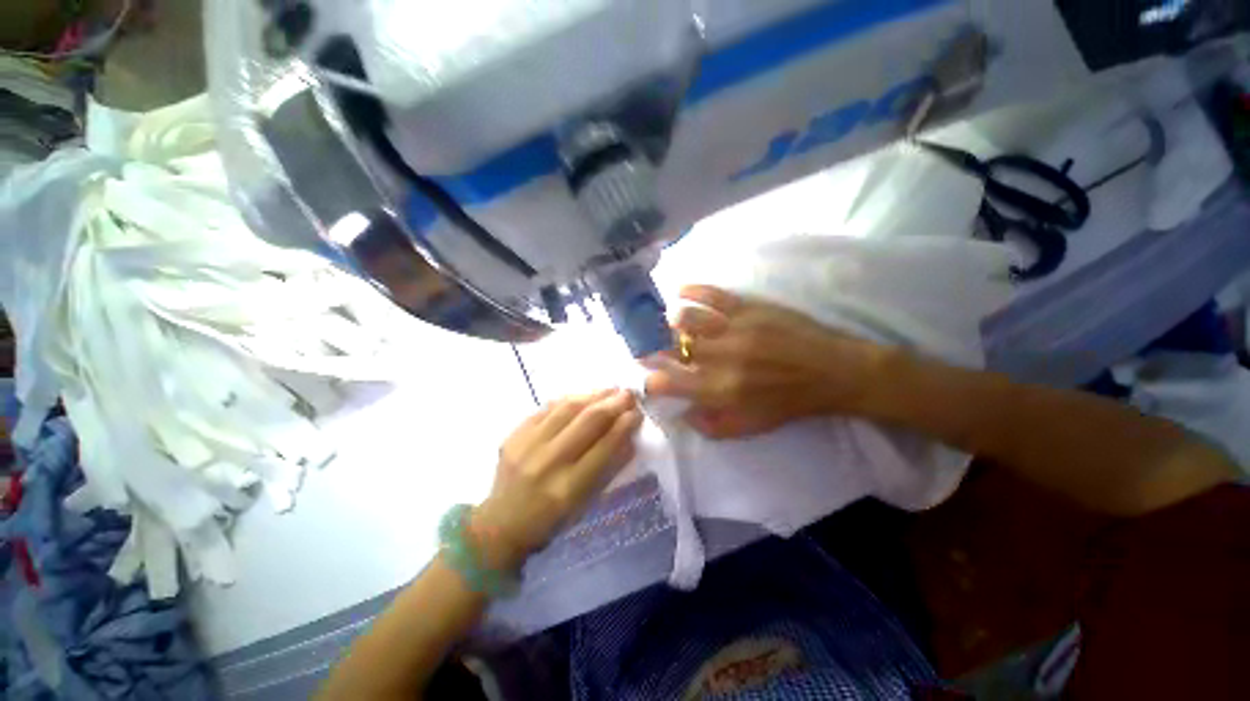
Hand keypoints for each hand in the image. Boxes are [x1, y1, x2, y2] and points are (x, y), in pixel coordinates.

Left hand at [471, 390, 643, 570]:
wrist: (501, 524)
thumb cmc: (551, 521)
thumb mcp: (584, 504)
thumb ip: (609, 469)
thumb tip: (629, 437)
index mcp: (569, 489)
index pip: (604, 447)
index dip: (624, 426)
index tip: (637, 412)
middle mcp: (548, 463)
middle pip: (587, 422)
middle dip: (612, 404)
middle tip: (628, 394)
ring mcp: (527, 446)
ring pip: (567, 409)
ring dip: (593, 396)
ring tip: (610, 390)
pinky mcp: (514, 435)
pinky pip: (546, 409)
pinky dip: (569, 400)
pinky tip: (583, 396)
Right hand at [644, 285, 885, 438]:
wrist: (831, 371)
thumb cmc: (787, 402)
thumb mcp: (749, 427)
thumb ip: (710, 427)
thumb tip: (682, 415)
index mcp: (720, 390)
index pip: (668, 382)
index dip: (650, 379)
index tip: (648, 377)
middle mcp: (720, 358)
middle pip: (670, 347)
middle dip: (651, 346)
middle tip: (647, 345)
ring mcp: (733, 329)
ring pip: (685, 318)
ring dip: (669, 320)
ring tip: (667, 322)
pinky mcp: (748, 307)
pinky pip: (711, 294)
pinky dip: (691, 291)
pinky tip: (680, 291)